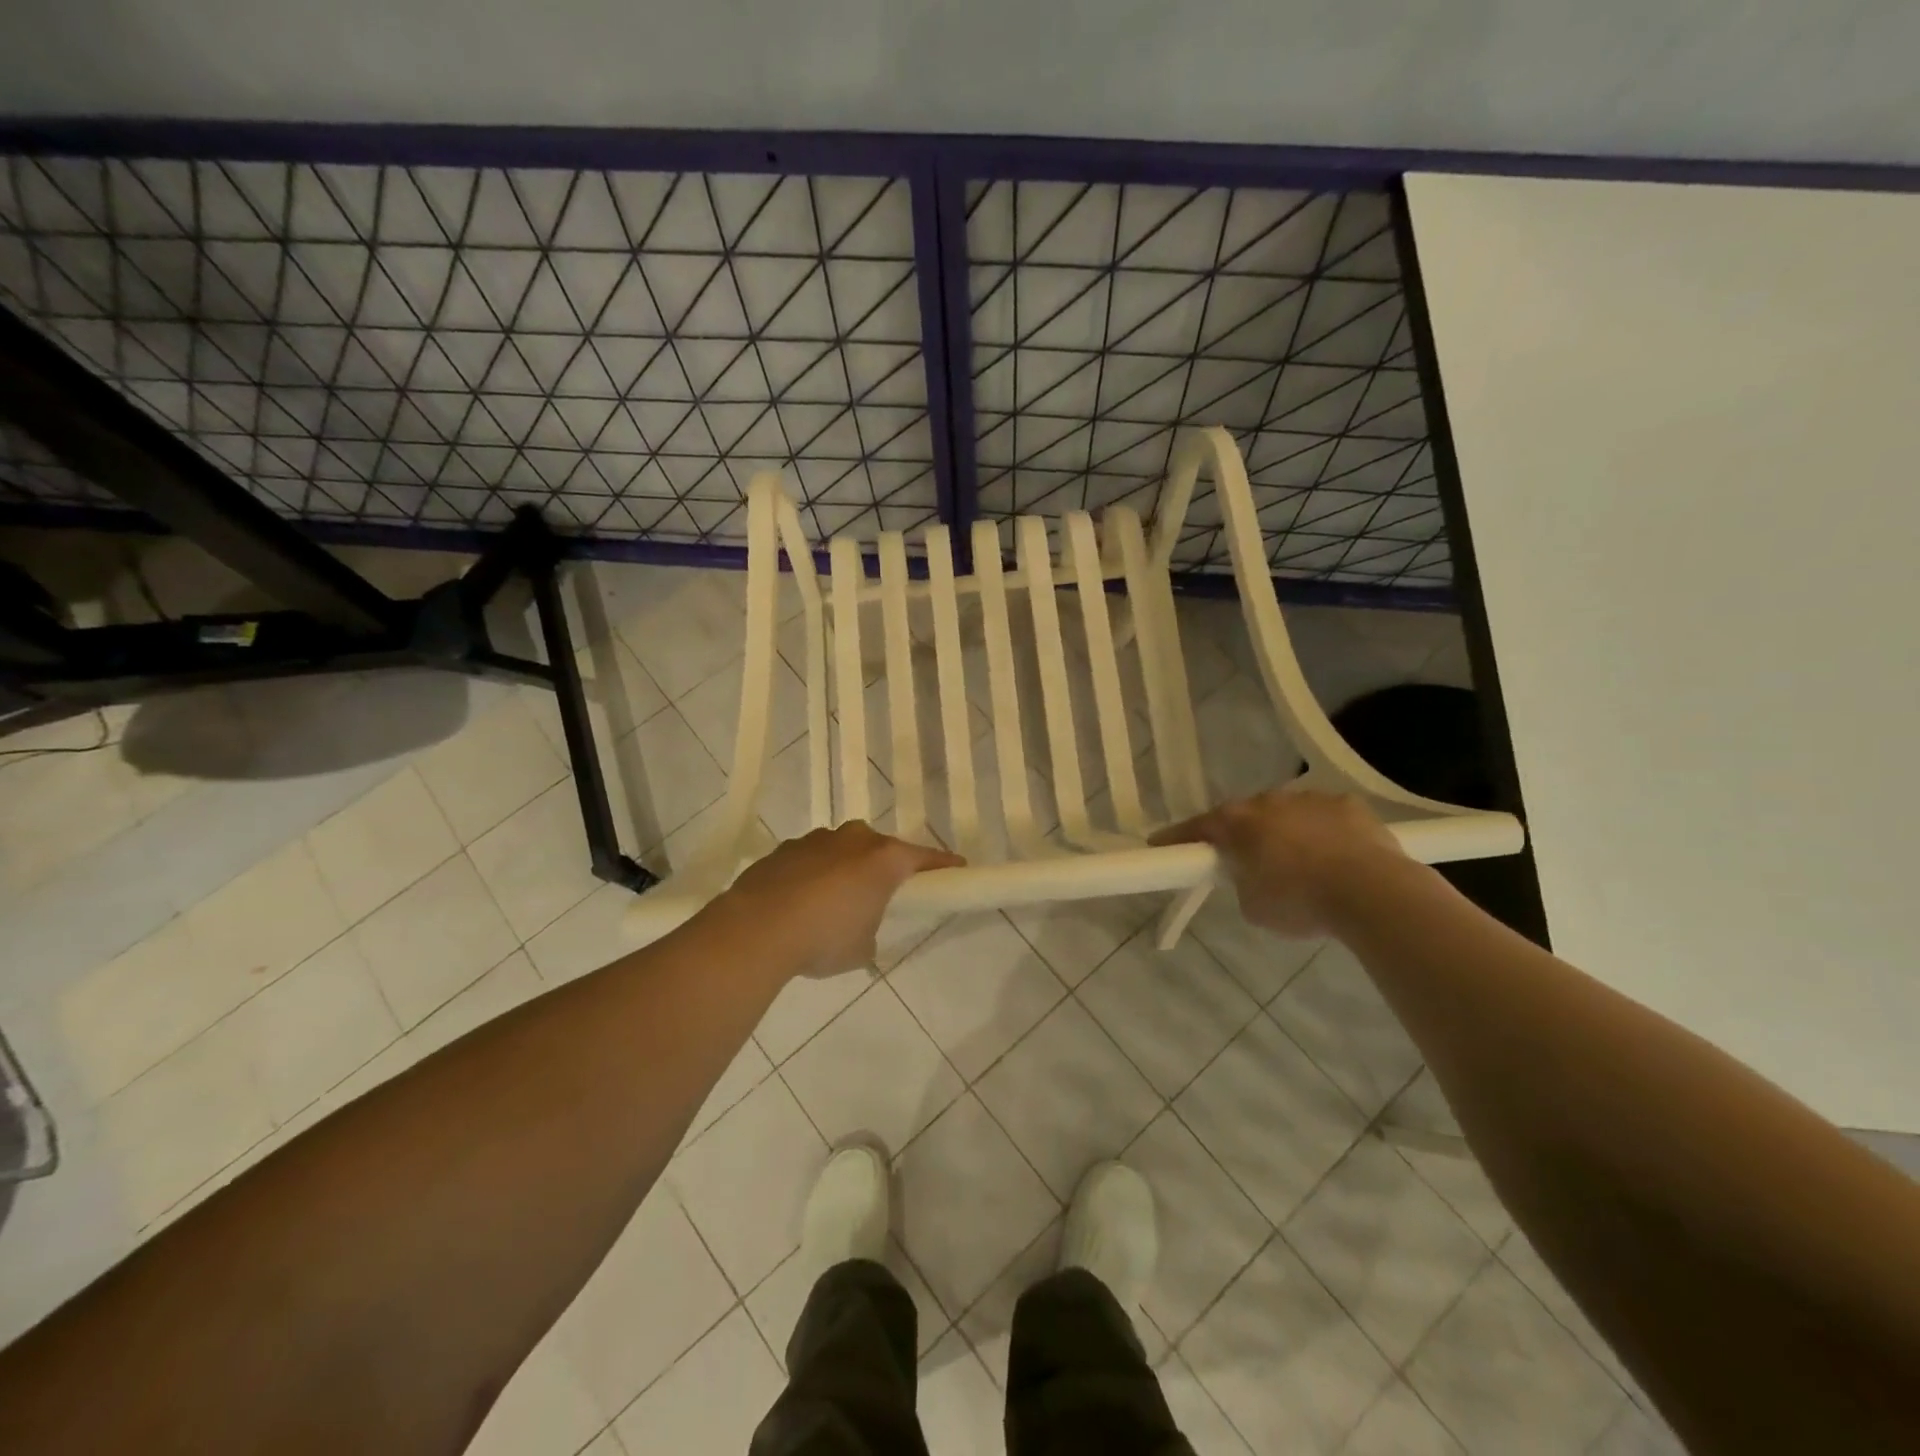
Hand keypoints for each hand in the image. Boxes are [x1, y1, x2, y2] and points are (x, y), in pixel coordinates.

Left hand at [718, 822, 962, 978]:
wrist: (757, 928)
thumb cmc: (824, 938)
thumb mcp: (862, 948)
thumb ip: (870, 931)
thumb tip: (860, 928)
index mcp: (884, 859)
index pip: (924, 858)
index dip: (943, 865)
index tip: (958, 868)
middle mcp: (854, 840)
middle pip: (880, 848)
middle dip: (884, 866)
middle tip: (882, 893)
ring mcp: (817, 840)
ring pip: (842, 850)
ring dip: (845, 868)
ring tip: (834, 902)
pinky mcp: (785, 849)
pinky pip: (811, 859)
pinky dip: (813, 874)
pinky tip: (800, 902)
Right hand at [1149, 790, 1403, 936]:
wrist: (1373, 893)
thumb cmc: (1300, 901)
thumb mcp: (1253, 906)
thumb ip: (1242, 882)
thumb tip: (1252, 874)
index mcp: (1238, 822)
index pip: (1197, 827)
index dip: (1177, 838)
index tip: (1159, 845)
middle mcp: (1269, 800)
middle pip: (1245, 816)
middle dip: (1242, 835)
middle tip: (1245, 862)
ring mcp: (1310, 798)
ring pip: (1286, 813)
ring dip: (1285, 832)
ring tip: (1299, 864)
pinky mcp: (1348, 804)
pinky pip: (1324, 817)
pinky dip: (1322, 833)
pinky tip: (1335, 857)